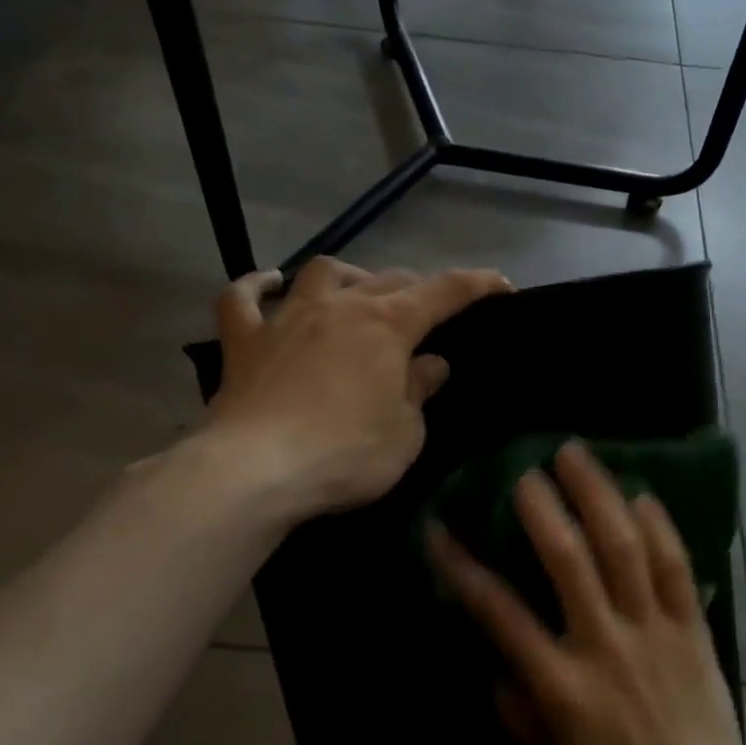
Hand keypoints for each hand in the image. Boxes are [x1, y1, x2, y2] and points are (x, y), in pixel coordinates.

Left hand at [205, 258, 509, 521]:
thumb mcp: (405, 432)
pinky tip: (268, 283)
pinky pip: (243, 300)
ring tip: (358, 292)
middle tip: (428, 313)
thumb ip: (419, 391)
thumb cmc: (345, 454)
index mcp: (387, 325)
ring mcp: (287, 319)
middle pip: (387, 279)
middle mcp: (340, 307)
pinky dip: (256, 287)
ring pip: (322, 273)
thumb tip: (429, 364)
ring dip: (348, 276)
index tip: (502, 286)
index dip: (477, 285)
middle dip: (416, 289)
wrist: (255, 470)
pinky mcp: (244, 342)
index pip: (445, 292)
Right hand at [428, 442, 745, 744]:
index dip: (462, 566)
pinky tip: (640, 493)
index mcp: (560, 685)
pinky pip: (677, 566)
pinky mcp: (693, 629)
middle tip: (524, 469)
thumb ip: (515, 706)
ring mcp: (653, 632)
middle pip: (567, 558)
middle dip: (540, 506)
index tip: (438, 528)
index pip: (498, 611)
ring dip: (597, 494)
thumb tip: (493, 657)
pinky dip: (658, 525)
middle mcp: (604, 645)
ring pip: (624, 547)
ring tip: (577, 455)